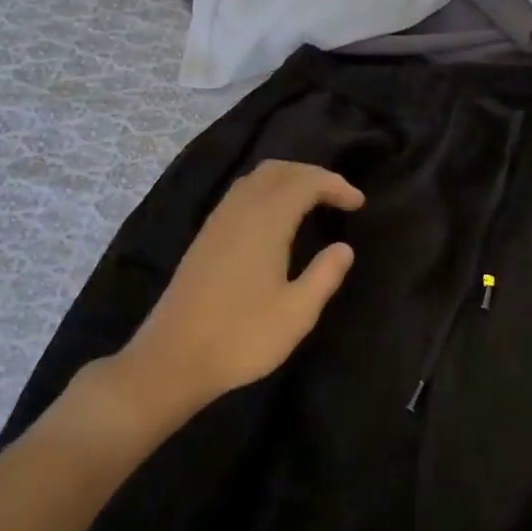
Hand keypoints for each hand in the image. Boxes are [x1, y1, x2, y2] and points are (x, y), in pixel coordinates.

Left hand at [115, 160, 364, 414]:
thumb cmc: (241, 336)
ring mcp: (216, 223)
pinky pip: (240, 196)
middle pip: (277, 170)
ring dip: (288, 180)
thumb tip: (344, 247)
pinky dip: (267, 192)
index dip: (335, 186)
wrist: (172, 359)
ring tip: (313, 202)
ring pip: (255, 180)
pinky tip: (277, 220)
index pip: (305, 183)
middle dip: (312, 174)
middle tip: (339, 196)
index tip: (359, 203)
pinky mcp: (204, 239)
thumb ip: (325, 275)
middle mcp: (238, 212)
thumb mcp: (297, 313)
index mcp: (265, 223)